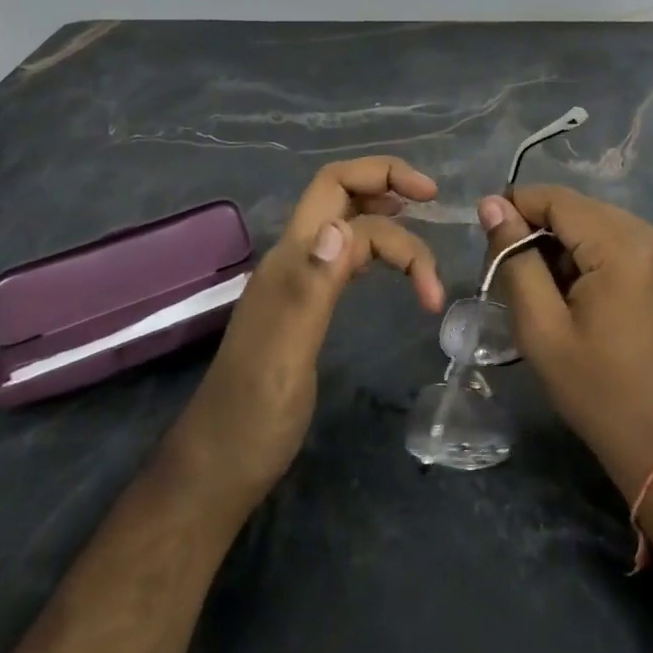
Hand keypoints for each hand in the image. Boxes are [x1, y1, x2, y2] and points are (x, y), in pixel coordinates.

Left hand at [166, 158, 444, 516]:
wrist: (219, 470)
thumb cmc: (254, 421)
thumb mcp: (285, 357)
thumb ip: (311, 289)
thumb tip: (341, 227)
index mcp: (289, 261)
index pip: (339, 192)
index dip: (386, 184)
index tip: (433, 207)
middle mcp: (293, 259)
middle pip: (339, 192)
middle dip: (386, 182)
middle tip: (433, 202)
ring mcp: (299, 281)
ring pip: (346, 222)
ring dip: (387, 218)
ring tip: (421, 231)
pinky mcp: (308, 304)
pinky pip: (347, 256)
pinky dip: (378, 249)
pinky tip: (392, 264)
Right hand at [478, 185, 652, 501]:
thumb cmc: (600, 394)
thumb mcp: (543, 330)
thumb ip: (516, 260)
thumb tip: (491, 205)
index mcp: (626, 247)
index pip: (560, 199)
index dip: (518, 205)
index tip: (488, 230)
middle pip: (584, 210)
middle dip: (544, 230)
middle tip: (512, 268)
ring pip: (605, 224)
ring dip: (571, 244)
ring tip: (548, 287)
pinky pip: (629, 241)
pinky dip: (600, 254)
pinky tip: (584, 291)